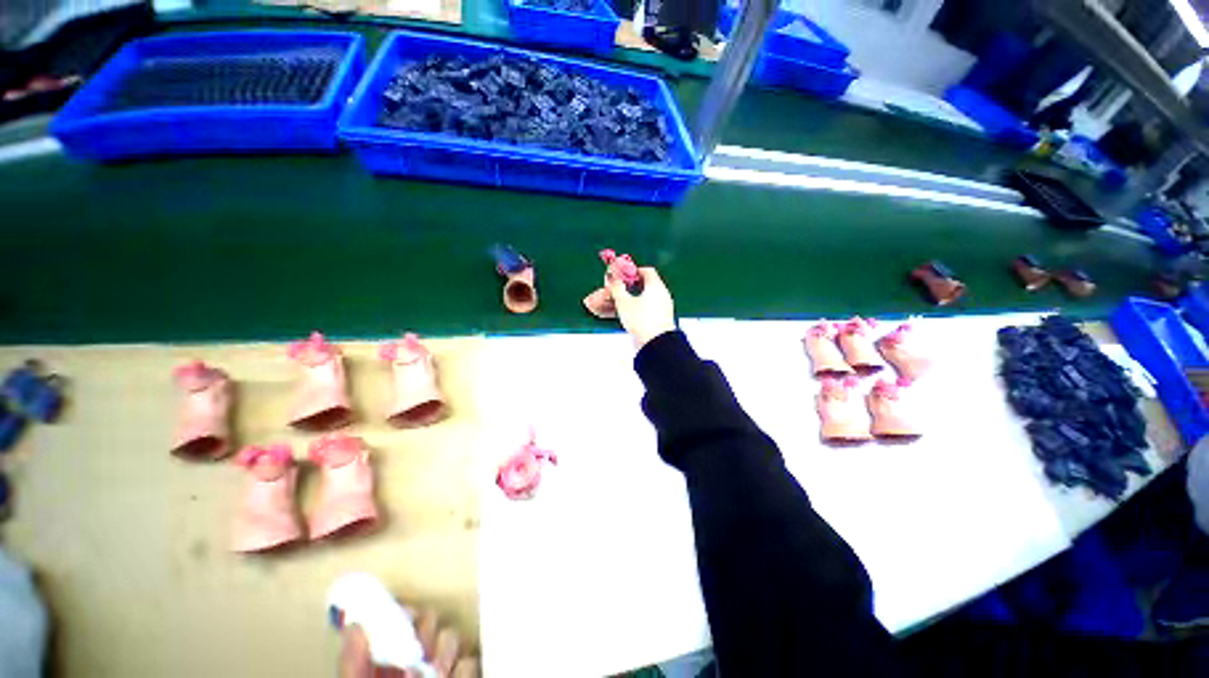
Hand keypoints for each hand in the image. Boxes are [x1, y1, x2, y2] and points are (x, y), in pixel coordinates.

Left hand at [339, 605, 478, 677]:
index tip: (404, 624)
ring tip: (434, 675)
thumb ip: (353, 665)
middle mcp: (417, 658)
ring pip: (454, 637)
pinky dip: (462, 671)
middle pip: (433, 620)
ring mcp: (442, 668)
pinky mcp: (463, 677)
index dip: (405, 616)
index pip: (403, 618)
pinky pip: (470, 661)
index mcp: (389, 660)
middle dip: (429, 634)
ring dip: (445, 653)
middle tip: (420, 654)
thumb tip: (354, 626)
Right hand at [607, 266, 675, 348]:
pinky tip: (629, 316)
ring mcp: (664, 308)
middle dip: (632, 286)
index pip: (647, 271)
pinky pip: (649, 309)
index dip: (634, 271)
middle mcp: (663, 294)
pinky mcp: (662, 320)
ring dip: (634, 298)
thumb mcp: (624, 302)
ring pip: (647, 298)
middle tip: (619, 290)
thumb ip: (616, 288)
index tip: (623, 275)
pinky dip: (639, 309)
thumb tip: (612, 277)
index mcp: (656, 286)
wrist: (657, 344)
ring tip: (620, 304)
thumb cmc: (642, 320)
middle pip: (647, 285)